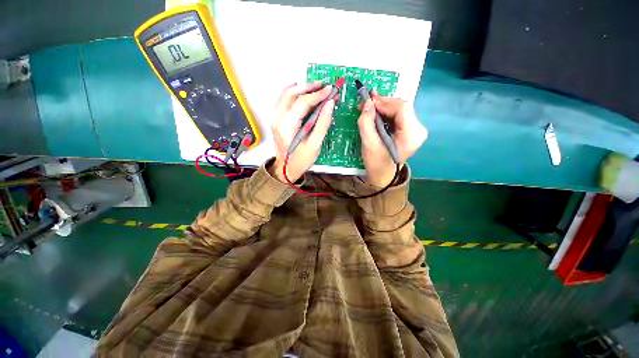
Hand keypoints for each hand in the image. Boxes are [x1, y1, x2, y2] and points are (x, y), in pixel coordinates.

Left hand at [270, 82, 334, 182]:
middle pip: (291, 94)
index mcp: (287, 126)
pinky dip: (292, 93)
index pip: (302, 102)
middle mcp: (278, 119)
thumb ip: (322, 124)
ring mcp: (275, 118)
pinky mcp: (276, 120)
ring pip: (285, 95)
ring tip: (315, 87)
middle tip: (323, 86)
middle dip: (309, 87)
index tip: (330, 90)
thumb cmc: (300, 160)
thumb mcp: (314, 145)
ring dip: (301, 88)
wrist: (285, 169)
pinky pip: (282, 100)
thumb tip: (329, 104)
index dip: (317, 95)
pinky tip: (301, 92)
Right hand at [357, 95, 427, 186]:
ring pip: (400, 109)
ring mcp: (416, 129)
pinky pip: (399, 115)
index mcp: (411, 135)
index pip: (402, 108)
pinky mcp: (411, 130)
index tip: (367, 102)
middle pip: (402, 107)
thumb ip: (366, 123)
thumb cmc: (376, 163)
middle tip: (366, 102)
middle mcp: (418, 129)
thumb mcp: (368, 144)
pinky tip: (376, 113)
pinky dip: (386, 113)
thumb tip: (367, 103)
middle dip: (383, 103)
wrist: (384, 175)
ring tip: (369, 107)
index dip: (384, 102)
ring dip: (384, 107)